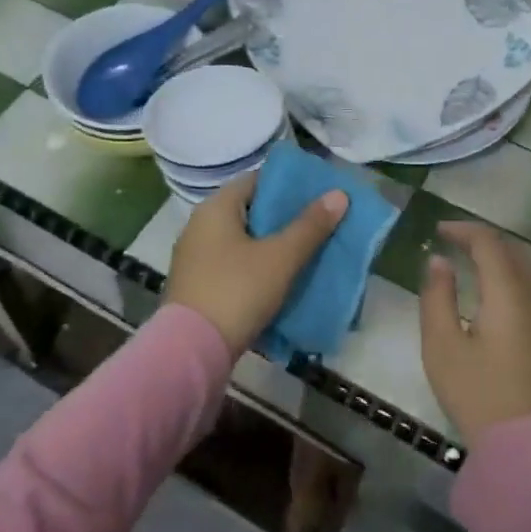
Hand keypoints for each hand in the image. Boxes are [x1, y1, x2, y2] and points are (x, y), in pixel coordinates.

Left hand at [166, 172, 348, 353]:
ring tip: (307, 251)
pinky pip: (233, 265)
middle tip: (320, 223)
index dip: (288, 185)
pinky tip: (281, 279)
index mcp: (215, 208)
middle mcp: (200, 226)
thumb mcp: (280, 257)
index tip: (318, 194)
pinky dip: (256, 267)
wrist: (191, 350)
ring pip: (242, 241)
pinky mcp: (197, 285)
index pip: (256, 181)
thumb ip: (310, 226)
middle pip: (250, 211)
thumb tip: (338, 194)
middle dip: (284, 218)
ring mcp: (195, 258)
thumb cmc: (237, 291)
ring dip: (271, 245)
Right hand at [420, 222, 530, 443]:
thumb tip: (438, 261)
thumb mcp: (442, 345)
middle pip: (510, 253)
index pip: (489, 243)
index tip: (438, 229)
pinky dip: (506, 280)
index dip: (463, 229)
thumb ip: (437, 297)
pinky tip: (488, 295)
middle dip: (480, 241)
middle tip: (450, 241)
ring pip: (522, 272)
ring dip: (495, 260)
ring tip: (466, 263)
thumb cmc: (479, 392)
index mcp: (508, 293)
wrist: (529, 447)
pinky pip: (528, 291)